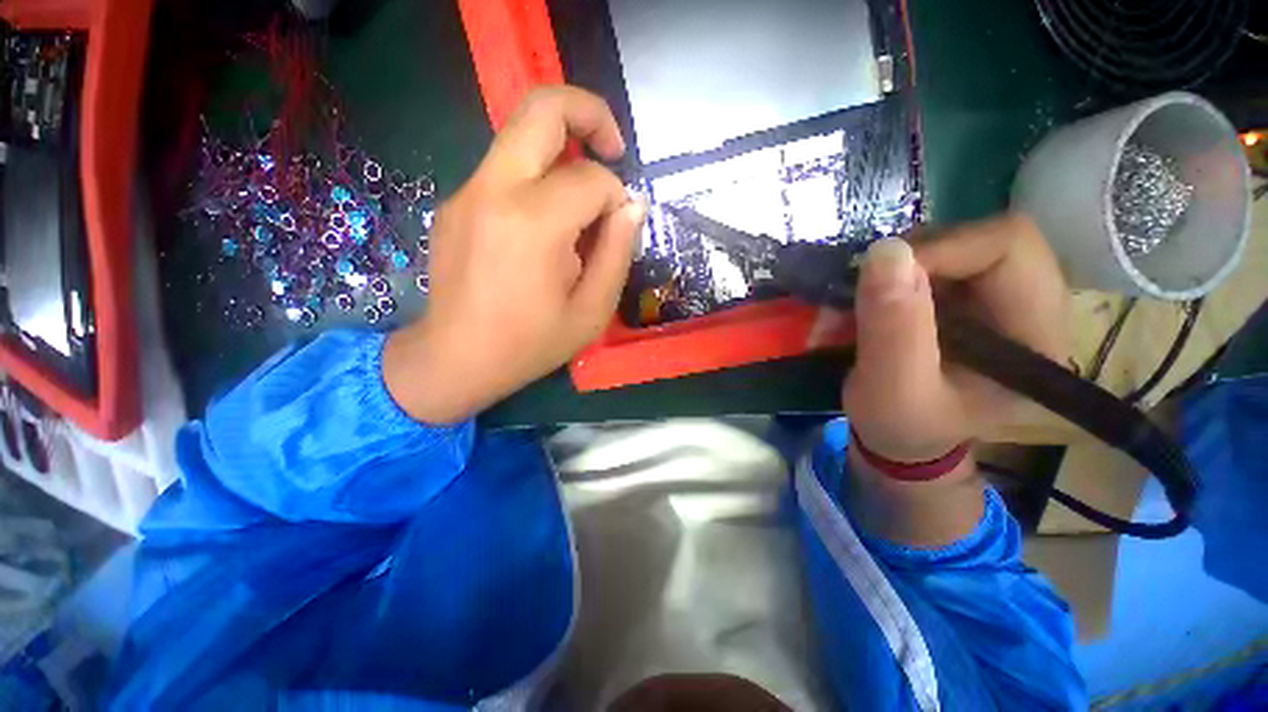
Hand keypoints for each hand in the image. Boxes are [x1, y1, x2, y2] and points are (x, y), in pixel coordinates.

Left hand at [384, 86, 646, 423]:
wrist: (455, 358)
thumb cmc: (530, 344)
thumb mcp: (592, 311)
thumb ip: (618, 253)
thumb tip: (631, 206)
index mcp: (534, 224)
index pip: (591, 179)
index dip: (616, 198)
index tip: (620, 226)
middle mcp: (494, 190)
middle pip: (541, 107)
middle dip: (589, 113)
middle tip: (613, 149)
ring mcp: (467, 191)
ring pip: (520, 133)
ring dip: (562, 148)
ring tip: (583, 195)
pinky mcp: (456, 201)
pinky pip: (506, 168)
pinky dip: (537, 178)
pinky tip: (546, 224)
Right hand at [842, 213, 1069, 464]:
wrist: (903, 437)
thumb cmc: (902, 425)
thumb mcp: (891, 390)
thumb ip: (893, 329)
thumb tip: (886, 250)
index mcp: (1037, 337)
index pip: (1009, 248)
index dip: (942, 248)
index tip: (879, 275)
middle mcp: (1033, 307)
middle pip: (986, 238)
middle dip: (916, 256)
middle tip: (870, 286)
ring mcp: (1001, 299)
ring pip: (957, 245)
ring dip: (899, 267)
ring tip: (865, 300)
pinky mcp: (970, 298)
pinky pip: (936, 261)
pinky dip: (895, 274)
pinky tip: (874, 301)